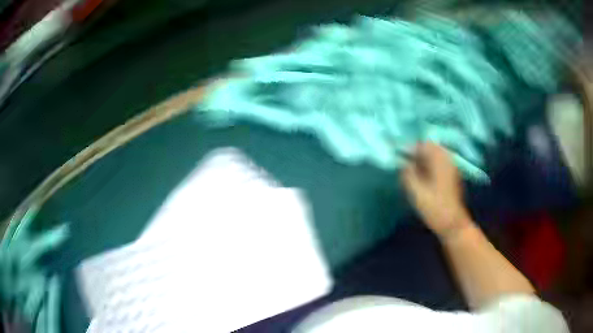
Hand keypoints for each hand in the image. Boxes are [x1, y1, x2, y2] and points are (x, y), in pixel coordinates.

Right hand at [402, 142, 471, 239]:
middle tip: (407, 165)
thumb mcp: (415, 191)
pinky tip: (425, 178)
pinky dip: (431, 166)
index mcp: (439, 160)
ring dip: (424, 160)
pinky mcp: (453, 176)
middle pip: (431, 148)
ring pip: (436, 155)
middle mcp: (447, 160)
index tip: (400, 158)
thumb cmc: (433, 207)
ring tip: (414, 172)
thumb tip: (403, 163)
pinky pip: (440, 163)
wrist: (452, 223)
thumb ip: (407, 173)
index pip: (423, 144)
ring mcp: (452, 167)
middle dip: (417, 153)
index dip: (410, 149)